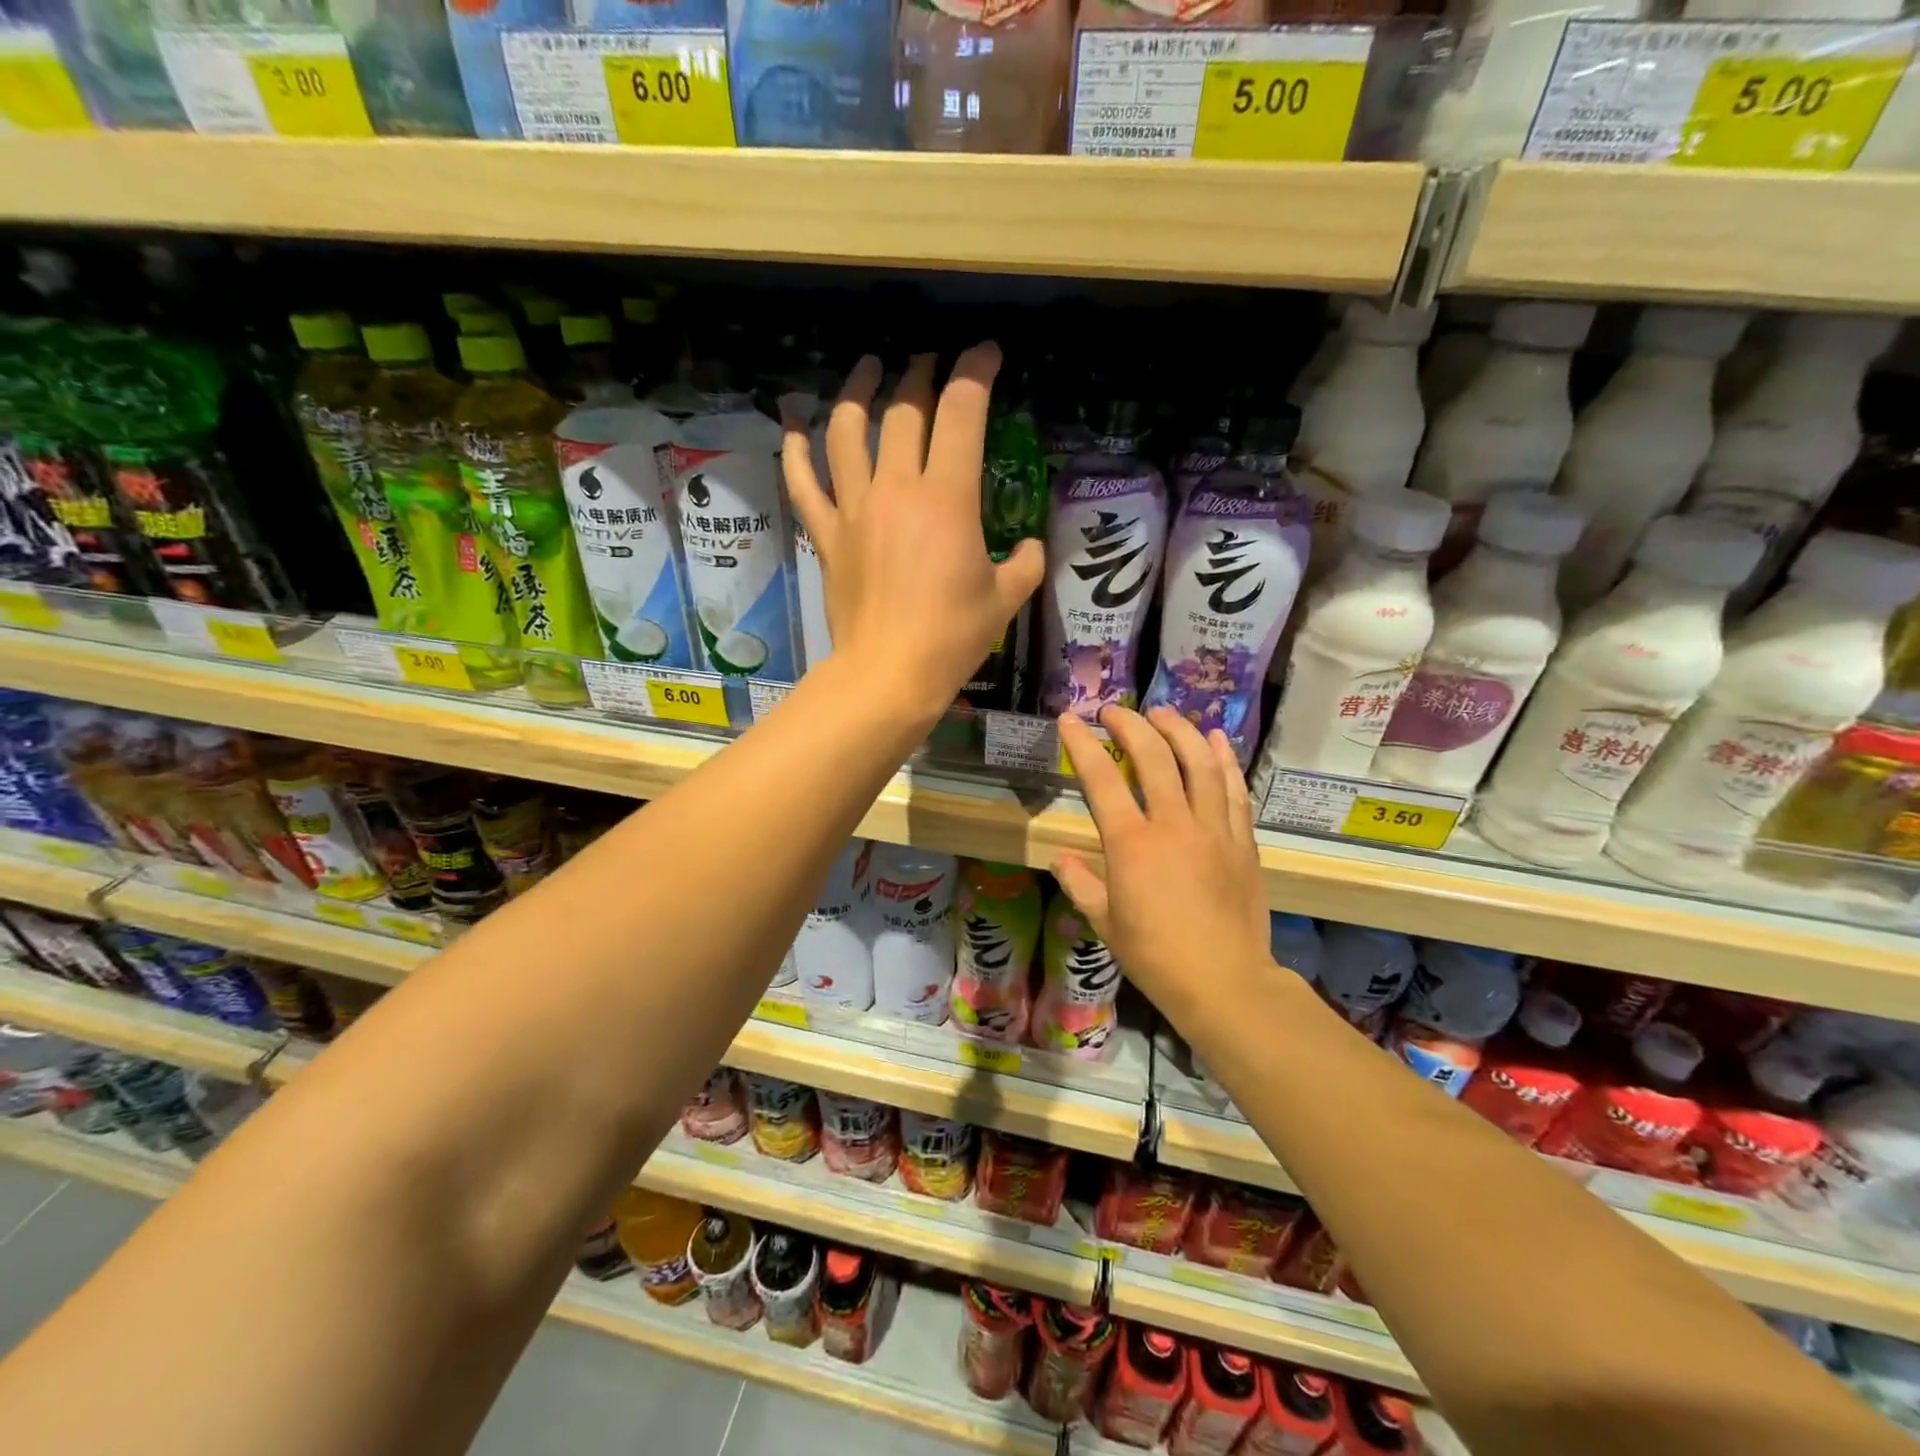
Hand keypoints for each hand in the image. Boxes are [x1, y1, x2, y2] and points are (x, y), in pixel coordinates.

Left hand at [782, 347, 1043, 726]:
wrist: (888, 674)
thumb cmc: (952, 638)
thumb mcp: (1005, 599)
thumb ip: (1024, 563)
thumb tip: (1028, 548)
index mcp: (948, 498)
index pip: (961, 411)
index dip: (976, 371)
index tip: (987, 354)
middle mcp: (897, 488)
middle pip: (903, 409)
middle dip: (920, 374)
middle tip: (929, 364)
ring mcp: (854, 508)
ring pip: (846, 430)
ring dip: (857, 390)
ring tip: (868, 368)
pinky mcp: (826, 534)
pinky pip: (803, 481)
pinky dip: (796, 448)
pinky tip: (794, 423)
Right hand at [1053, 706, 1271, 1027]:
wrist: (1224, 982)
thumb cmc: (1155, 956)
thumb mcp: (1105, 922)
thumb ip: (1080, 884)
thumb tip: (1058, 858)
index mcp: (1132, 844)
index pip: (1102, 779)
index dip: (1082, 744)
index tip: (1069, 720)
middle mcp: (1173, 824)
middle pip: (1153, 757)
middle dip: (1131, 725)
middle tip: (1114, 711)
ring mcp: (1213, 829)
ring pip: (1199, 763)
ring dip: (1179, 730)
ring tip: (1163, 713)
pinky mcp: (1242, 840)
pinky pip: (1234, 789)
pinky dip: (1224, 759)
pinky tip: (1216, 739)